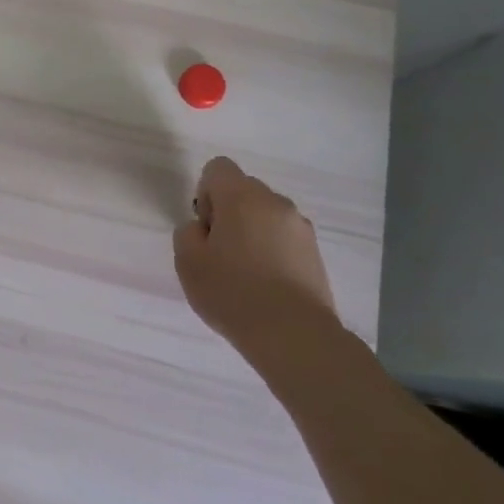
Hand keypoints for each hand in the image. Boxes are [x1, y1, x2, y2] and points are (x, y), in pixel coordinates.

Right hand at [173, 156, 335, 348]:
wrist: (294, 335)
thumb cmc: (232, 292)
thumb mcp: (188, 261)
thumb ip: (188, 233)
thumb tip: (203, 228)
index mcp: (242, 197)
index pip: (218, 168)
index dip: (205, 193)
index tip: (206, 228)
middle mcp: (275, 202)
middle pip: (244, 190)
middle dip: (229, 212)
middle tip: (220, 252)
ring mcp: (300, 227)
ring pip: (266, 215)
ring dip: (252, 231)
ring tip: (245, 272)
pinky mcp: (316, 253)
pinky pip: (284, 238)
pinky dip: (272, 250)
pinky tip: (266, 284)